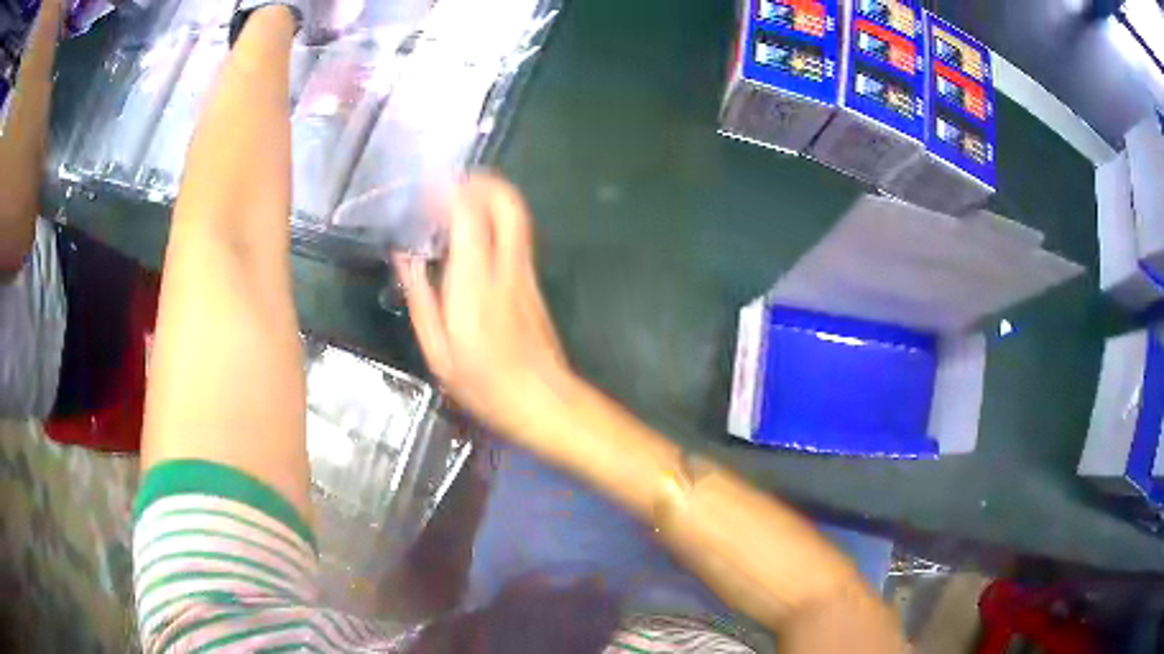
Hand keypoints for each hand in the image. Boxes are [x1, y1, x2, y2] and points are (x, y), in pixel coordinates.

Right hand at [394, 172, 572, 441]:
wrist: (543, 400)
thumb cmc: (484, 383)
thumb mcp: (438, 350)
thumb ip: (420, 298)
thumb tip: (405, 257)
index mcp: (475, 283)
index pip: (470, 215)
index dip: (449, 191)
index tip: (427, 186)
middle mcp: (506, 266)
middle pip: (507, 202)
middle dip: (480, 182)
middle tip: (449, 185)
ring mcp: (525, 271)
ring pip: (516, 214)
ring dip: (488, 197)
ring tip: (455, 204)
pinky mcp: (532, 280)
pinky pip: (515, 233)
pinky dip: (494, 219)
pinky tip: (471, 234)